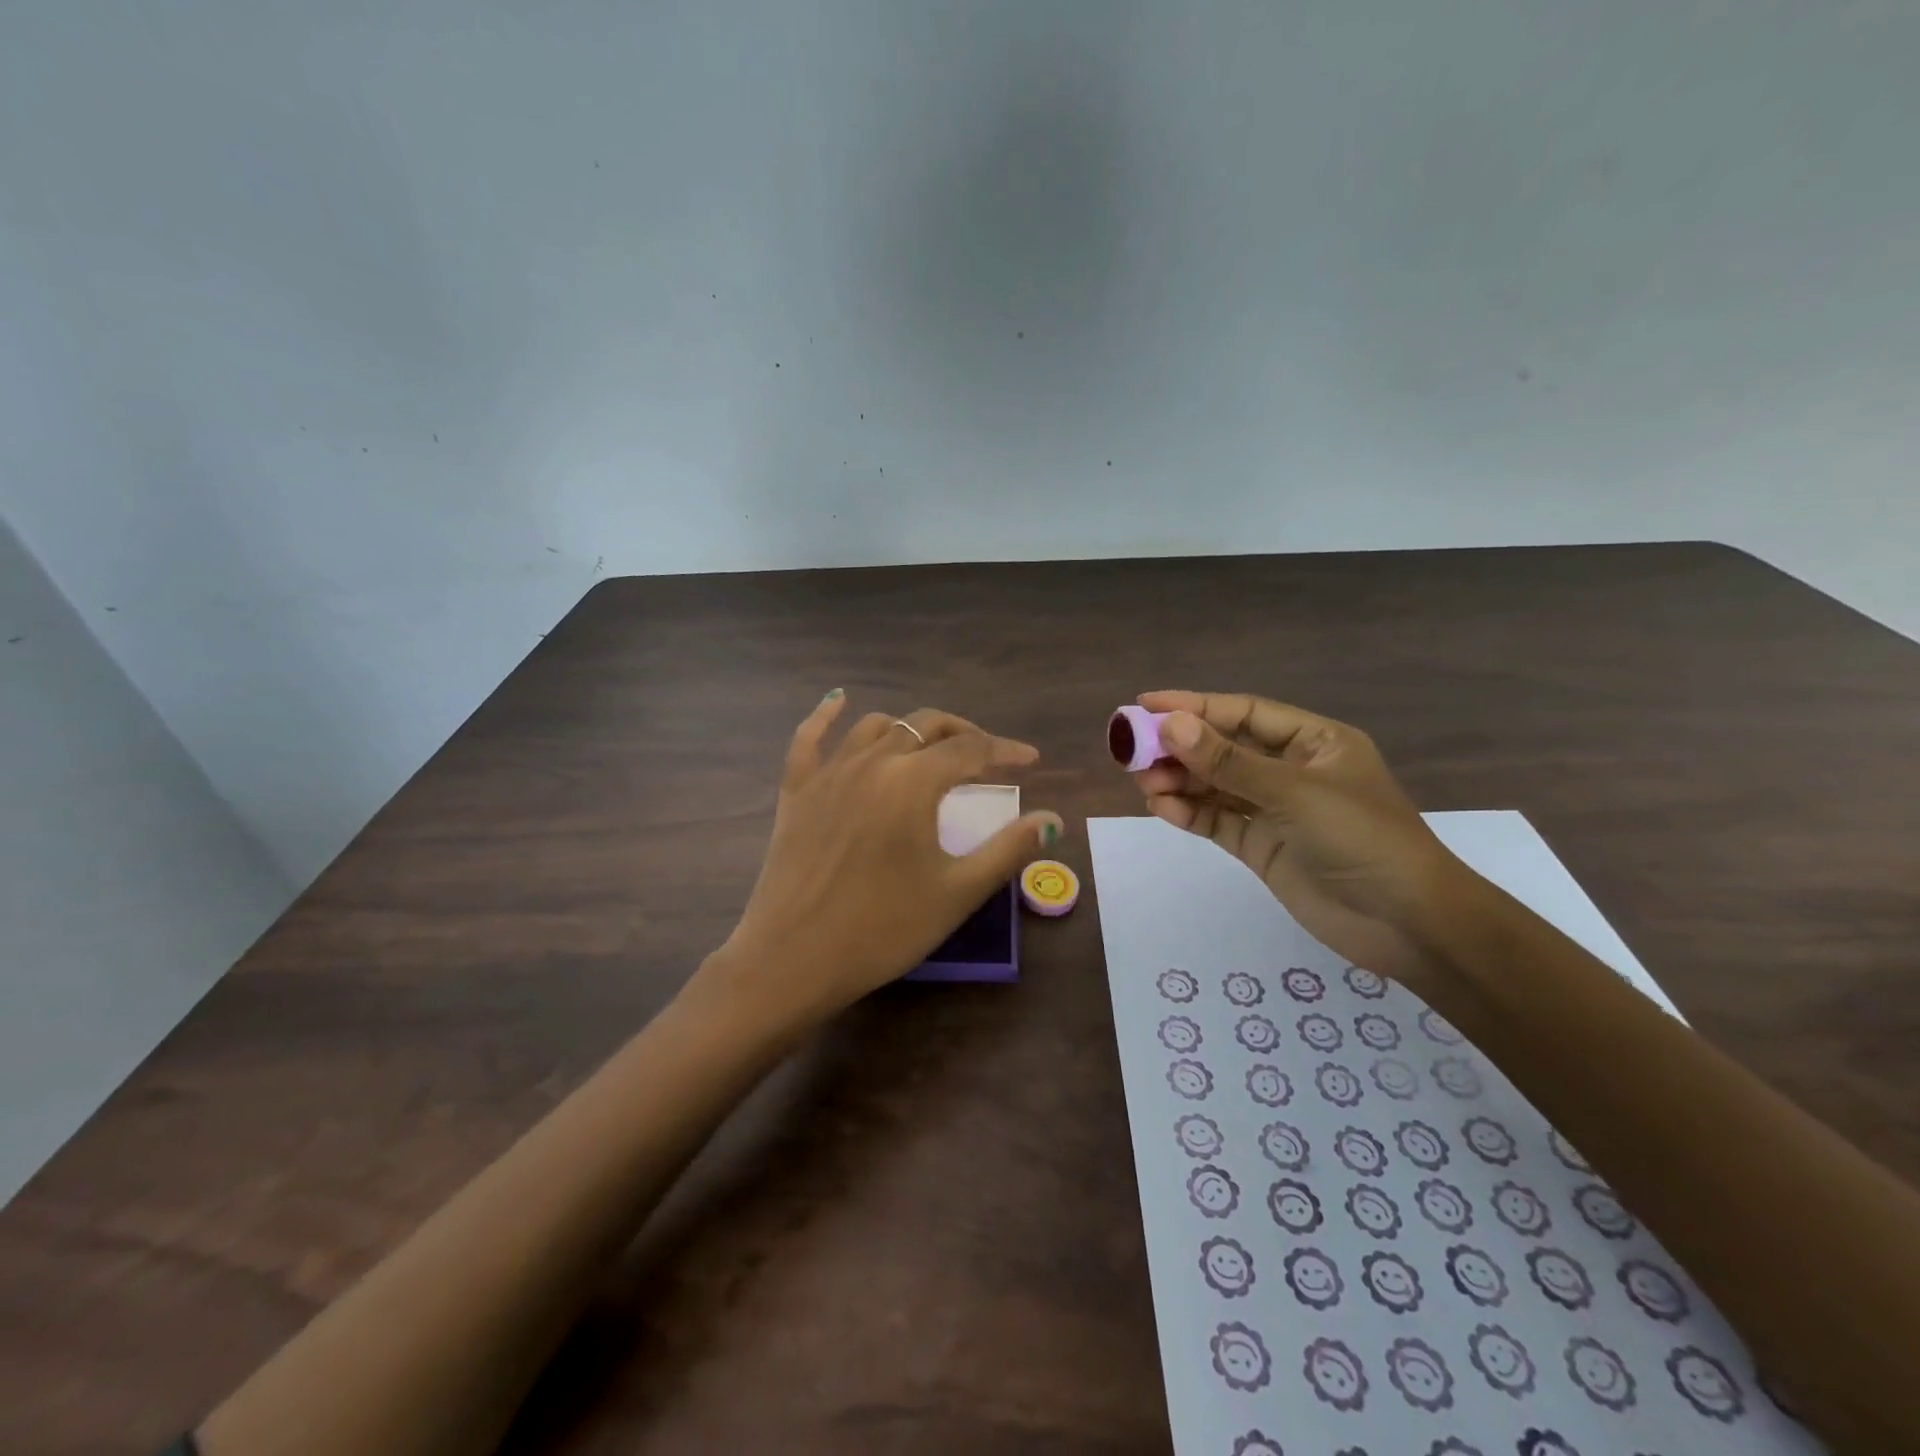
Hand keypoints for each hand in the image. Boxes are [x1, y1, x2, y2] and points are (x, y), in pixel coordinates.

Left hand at [703, 693, 1062, 1028]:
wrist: (793, 960)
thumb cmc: (883, 930)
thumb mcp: (957, 893)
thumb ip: (1008, 850)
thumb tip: (1053, 819)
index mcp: (913, 781)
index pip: (970, 749)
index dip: (1005, 750)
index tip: (1031, 760)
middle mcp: (871, 762)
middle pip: (925, 726)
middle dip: (963, 733)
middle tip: (987, 755)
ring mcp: (828, 773)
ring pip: (876, 726)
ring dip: (911, 728)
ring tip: (932, 747)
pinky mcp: (796, 791)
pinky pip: (808, 739)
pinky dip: (826, 715)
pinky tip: (838, 700)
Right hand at [1127, 690, 1467, 989]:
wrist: (1408, 925)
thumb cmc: (1362, 839)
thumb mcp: (1294, 793)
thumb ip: (1228, 762)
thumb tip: (1170, 725)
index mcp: (1314, 742)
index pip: (1244, 714)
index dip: (1194, 706)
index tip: (1144, 705)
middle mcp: (1292, 771)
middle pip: (1224, 749)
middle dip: (1180, 748)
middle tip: (1132, 750)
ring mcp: (1276, 811)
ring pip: (1216, 786)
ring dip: (1180, 781)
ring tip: (1143, 782)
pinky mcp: (1263, 846)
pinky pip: (1218, 821)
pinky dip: (1190, 814)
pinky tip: (1162, 809)